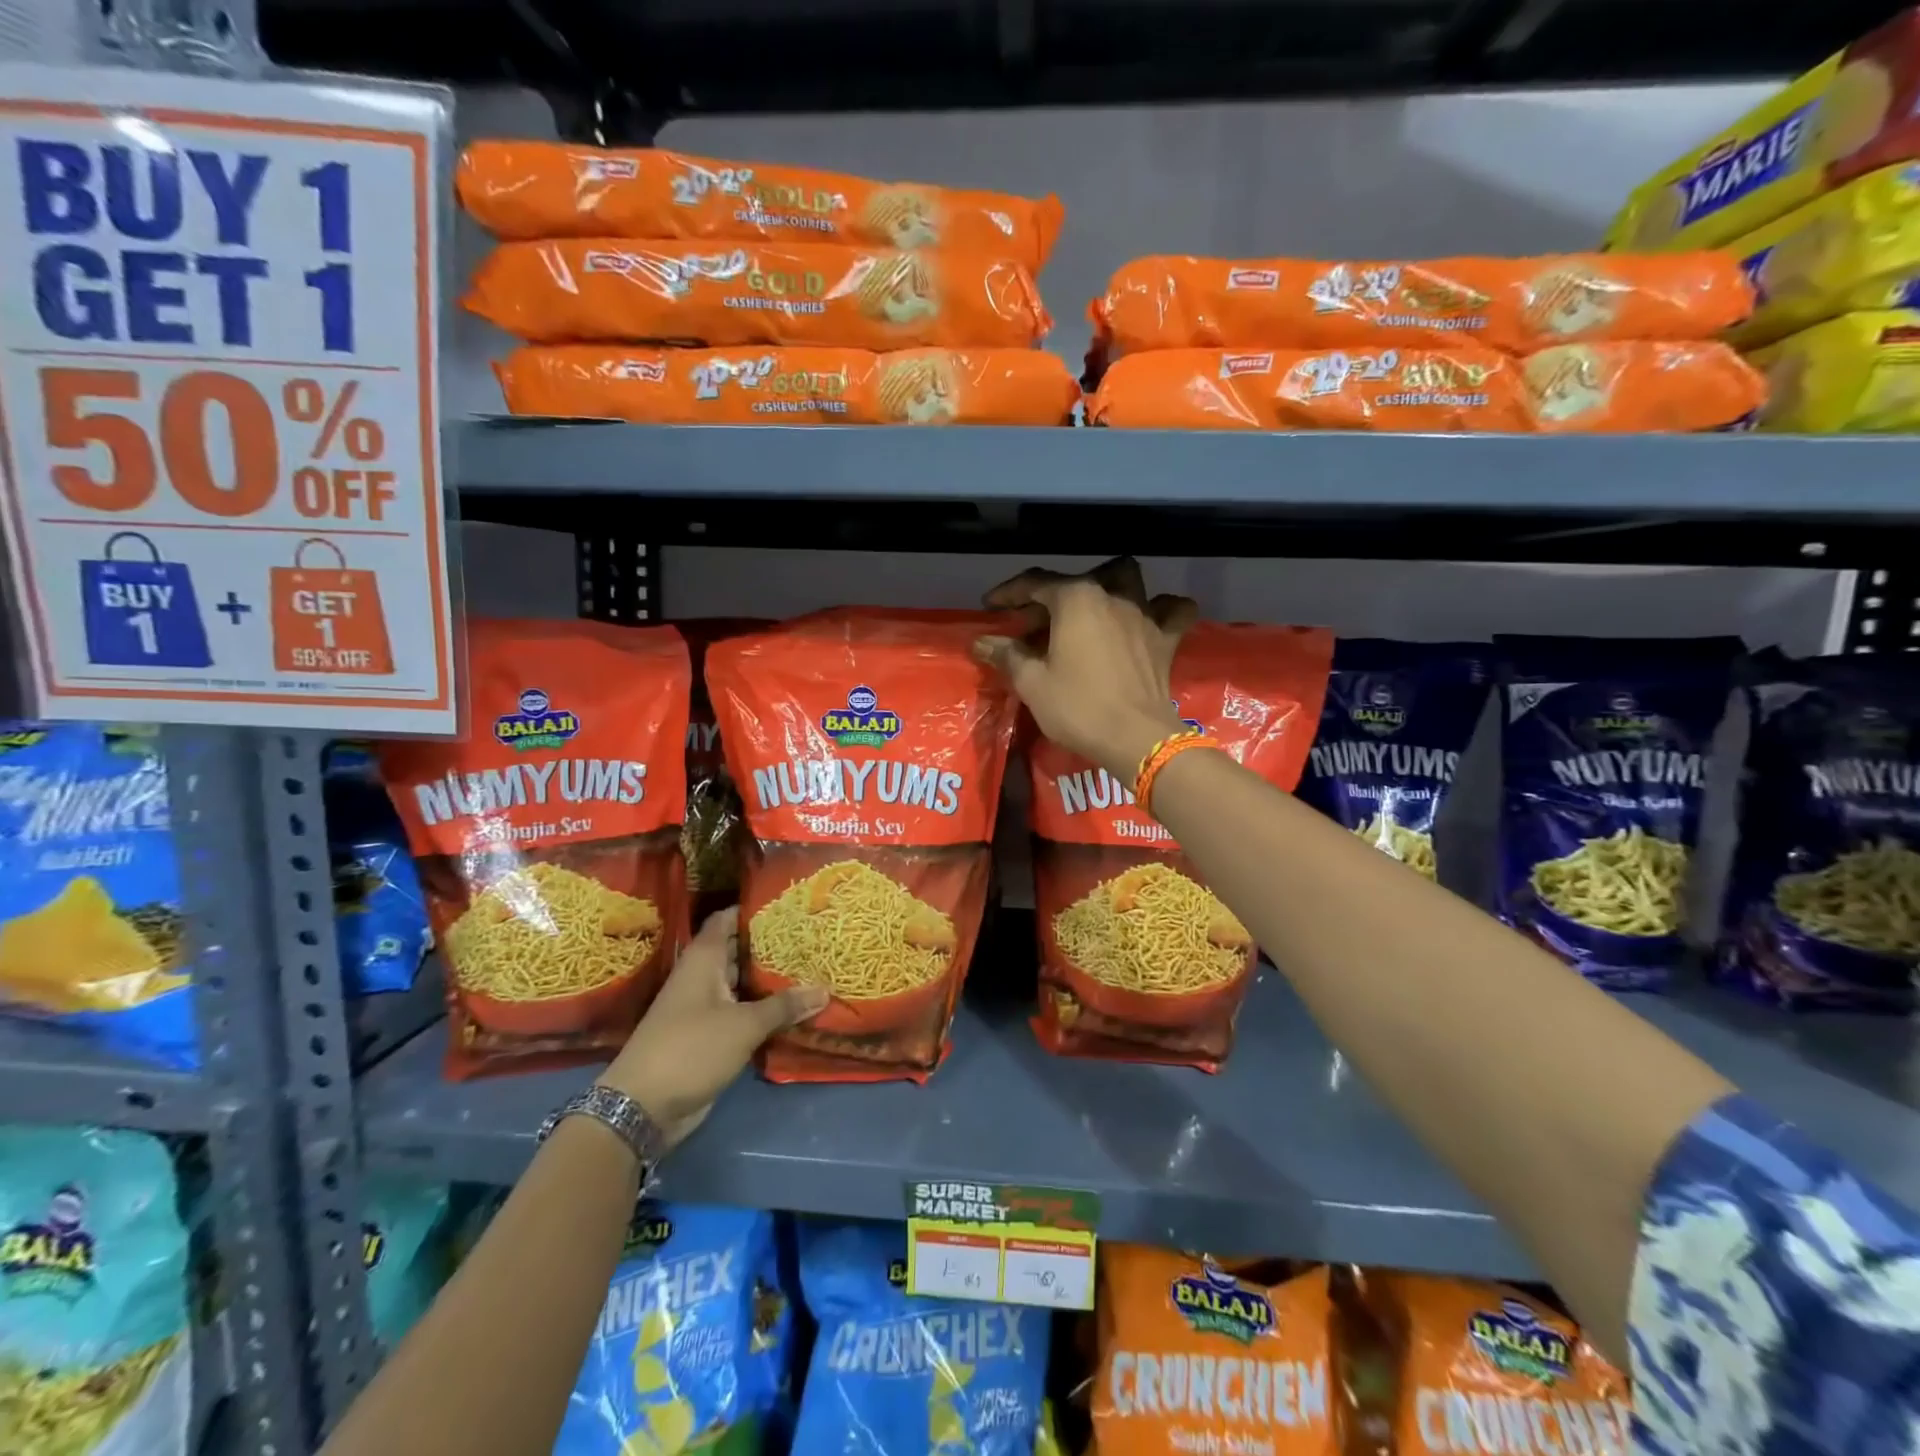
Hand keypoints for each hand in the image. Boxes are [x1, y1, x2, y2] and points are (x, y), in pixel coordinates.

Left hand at [599, 907, 827, 1147]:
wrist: (643, 1107)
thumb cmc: (691, 1049)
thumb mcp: (744, 1025)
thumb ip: (784, 1006)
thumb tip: (825, 989)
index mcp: (703, 960)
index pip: (726, 919)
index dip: (752, 909)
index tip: (786, 905)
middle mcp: (702, 977)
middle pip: (738, 950)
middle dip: (770, 944)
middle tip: (809, 937)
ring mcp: (704, 1008)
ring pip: (742, 984)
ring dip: (770, 980)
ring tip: (811, 967)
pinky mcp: (709, 1036)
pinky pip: (741, 1013)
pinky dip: (764, 1010)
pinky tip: (794, 1008)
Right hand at [975, 557, 1197, 779]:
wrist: (1136, 738)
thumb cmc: (1078, 707)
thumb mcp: (1032, 683)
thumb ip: (1007, 655)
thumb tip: (982, 642)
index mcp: (1076, 599)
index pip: (1035, 583)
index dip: (1008, 593)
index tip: (990, 607)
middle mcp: (1112, 595)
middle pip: (1077, 582)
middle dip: (1051, 596)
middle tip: (1034, 624)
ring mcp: (1144, 614)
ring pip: (1128, 580)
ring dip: (1107, 585)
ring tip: (1090, 608)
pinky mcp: (1166, 639)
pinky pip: (1173, 610)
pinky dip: (1163, 608)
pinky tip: (1151, 617)